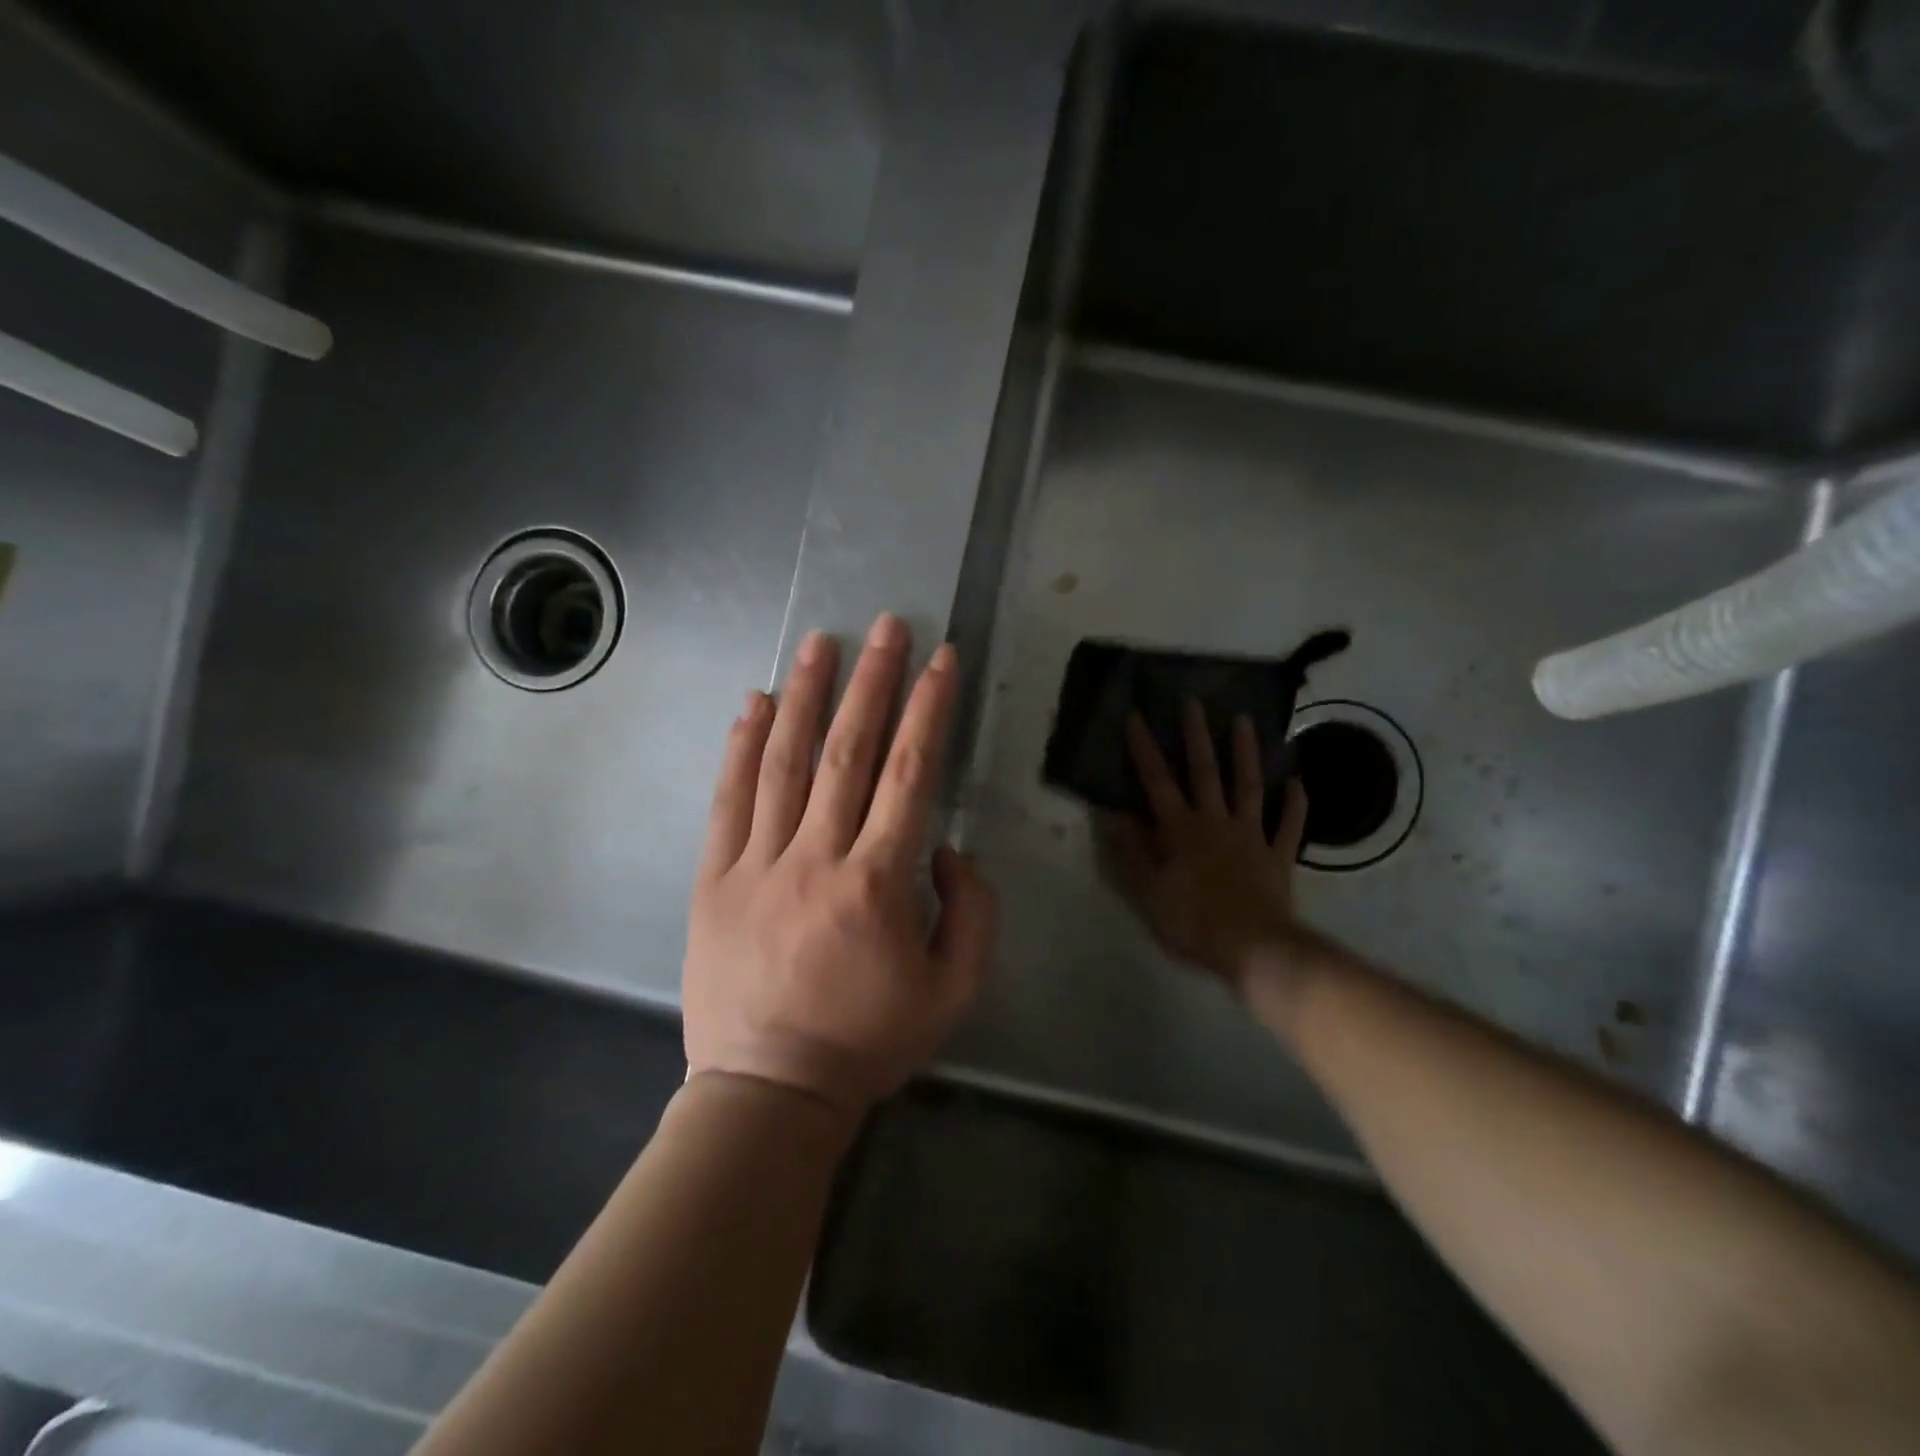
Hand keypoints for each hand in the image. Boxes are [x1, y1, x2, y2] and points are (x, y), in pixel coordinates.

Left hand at [682, 613, 998, 1118]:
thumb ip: (972, 912)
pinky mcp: (714, 878)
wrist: (770, 1090)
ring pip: (783, 762)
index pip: (911, 775)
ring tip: (821, 641)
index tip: (940, 661)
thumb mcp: (955, 991)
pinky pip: (728, 800)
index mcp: (878, 883)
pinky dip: (740, 747)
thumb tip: (946, 847)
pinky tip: (754, 702)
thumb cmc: (869, 1040)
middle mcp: (816, 857)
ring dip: (805, 695)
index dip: (929, 711)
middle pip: (848, 752)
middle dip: (873, 682)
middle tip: (886, 627)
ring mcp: (757, 864)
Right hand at [1098, 701, 1309, 995]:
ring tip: (1246, 721)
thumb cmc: (1192, 922)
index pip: (1156, 781)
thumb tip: (1110, 811)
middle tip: (1194, 701)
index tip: (1137, 715)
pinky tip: (1297, 782)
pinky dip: (1294, 802)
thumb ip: (1129, 850)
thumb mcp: (1147, 891)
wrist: (1253, 949)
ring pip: (1249, 786)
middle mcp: (1215, 822)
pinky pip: (1288, 824)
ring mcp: (1251, 835)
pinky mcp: (1278, 855)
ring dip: (1247, 753)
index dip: (1144, 748)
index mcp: (1180, 830)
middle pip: (1205, 771)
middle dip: (1197, 734)